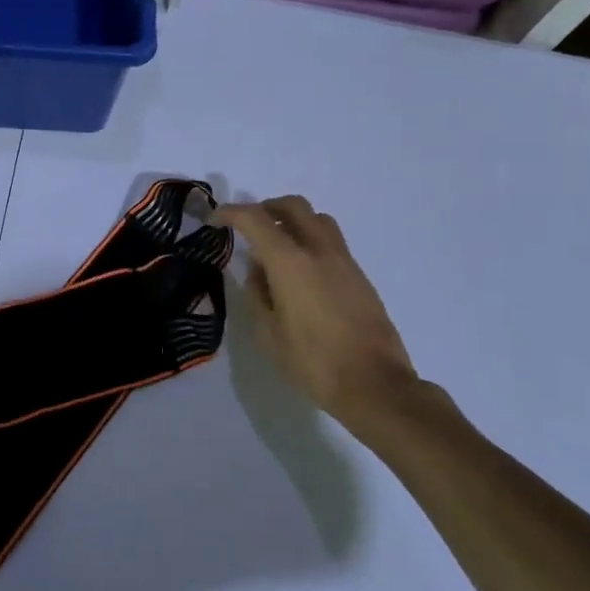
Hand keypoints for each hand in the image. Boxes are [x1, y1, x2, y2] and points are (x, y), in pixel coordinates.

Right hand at [216, 196, 454, 444]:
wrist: (375, 384)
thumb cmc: (313, 362)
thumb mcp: (269, 333)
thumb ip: (259, 294)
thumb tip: (259, 272)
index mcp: (291, 262)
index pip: (255, 219)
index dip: (230, 213)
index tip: (215, 220)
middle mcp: (319, 251)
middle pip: (293, 206)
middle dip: (266, 208)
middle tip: (248, 226)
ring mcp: (345, 261)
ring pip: (318, 219)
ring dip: (293, 221)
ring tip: (277, 247)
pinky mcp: (360, 277)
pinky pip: (331, 243)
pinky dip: (310, 242)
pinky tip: (301, 274)